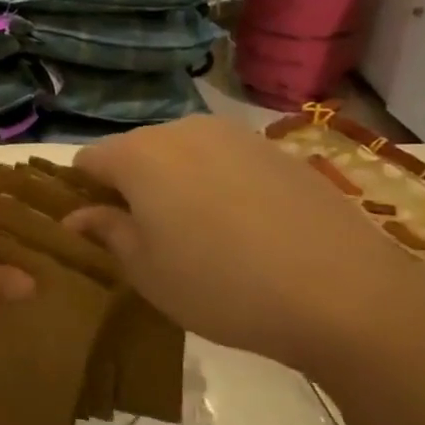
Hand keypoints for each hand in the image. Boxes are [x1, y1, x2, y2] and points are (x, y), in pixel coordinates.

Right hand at [67, 117, 424, 384]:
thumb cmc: (221, 284)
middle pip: (135, 152)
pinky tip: (243, 230)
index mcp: (139, 155)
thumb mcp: (146, 270)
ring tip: (198, 235)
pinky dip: (217, 186)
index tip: (94, 229)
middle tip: (145, 237)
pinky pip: (225, 161)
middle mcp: (182, 130)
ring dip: (174, 185)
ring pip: (181, 155)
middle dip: (129, 187)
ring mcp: (235, 136)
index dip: (82, 193)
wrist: (347, 294)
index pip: (87, 160)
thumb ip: (107, 232)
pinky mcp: (278, 151)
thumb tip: (78, 216)